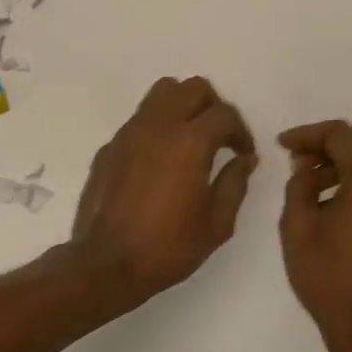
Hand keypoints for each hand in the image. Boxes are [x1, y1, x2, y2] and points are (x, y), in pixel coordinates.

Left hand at [70, 76, 257, 298]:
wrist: (106, 264)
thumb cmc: (168, 247)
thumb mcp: (217, 223)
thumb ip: (235, 183)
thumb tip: (245, 159)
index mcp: (191, 141)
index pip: (225, 113)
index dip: (241, 131)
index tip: (243, 153)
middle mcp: (159, 125)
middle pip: (194, 87)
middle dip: (213, 106)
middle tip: (219, 137)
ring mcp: (130, 131)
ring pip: (162, 92)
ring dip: (182, 105)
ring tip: (189, 136)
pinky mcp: (110, 145)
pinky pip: (140, 119)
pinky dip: (157, 126)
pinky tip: (159, 160)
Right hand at [278, 120, 351, 349]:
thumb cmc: (329, 278)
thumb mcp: (298, 228)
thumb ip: (299, 184)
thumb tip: (308, 165)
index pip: (340, 134)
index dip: (307, 134)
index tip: (283, 146)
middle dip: (332, 143)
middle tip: (302, 162)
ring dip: (349, 162)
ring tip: (316, 188)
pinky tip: (340, 205)